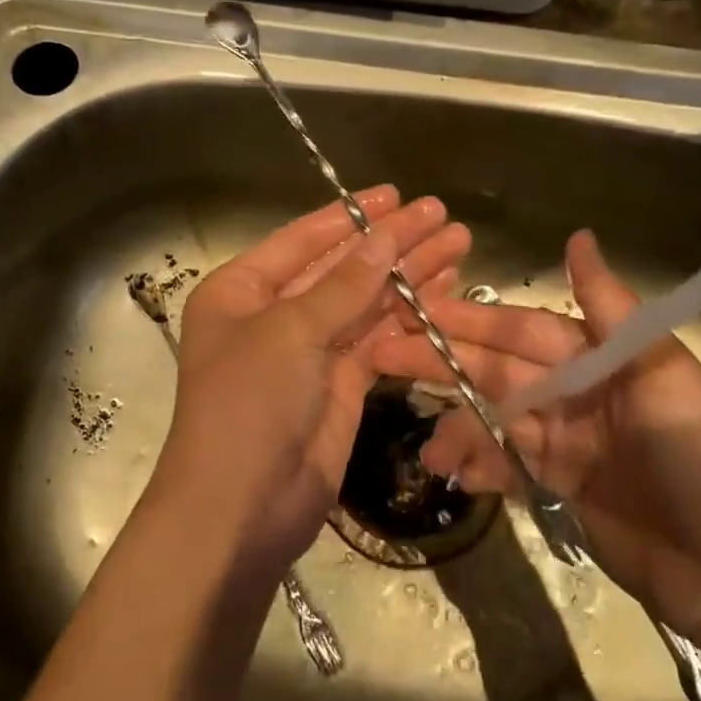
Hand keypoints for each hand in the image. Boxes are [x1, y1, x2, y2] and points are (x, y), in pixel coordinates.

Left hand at [149, 187, 470, 577]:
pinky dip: (409, 319)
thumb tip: (386, 235)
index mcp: (241, 290)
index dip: (352, 216)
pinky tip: (444, 293)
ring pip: (365, 303)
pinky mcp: (340, 386)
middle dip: (391, 243)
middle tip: (444, 216)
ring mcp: (309, 352)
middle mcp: (273, 315)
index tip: (397, 195)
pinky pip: (378, 341)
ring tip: (458, 245)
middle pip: (341, 268)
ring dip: (409, 276)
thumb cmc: (249, 402)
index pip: (304, 240)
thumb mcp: (290, 331)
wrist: (242, 505)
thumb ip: (343, 284)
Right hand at [370, 229, 700, 651]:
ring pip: (493, 420)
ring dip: (457, 427)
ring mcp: (564, 442)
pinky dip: (478, 466)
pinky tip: (452, 473)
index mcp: (601, 359)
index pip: (522, 331)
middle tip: (382, 356)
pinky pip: (506, 466)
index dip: (470, 320)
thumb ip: (612, 311)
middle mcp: (576, 392)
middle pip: (497, 371)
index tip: (416, 310)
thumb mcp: (664, 378)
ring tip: (427, 447)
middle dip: (442, 364)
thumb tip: (578, 237)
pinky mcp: (557, 487)